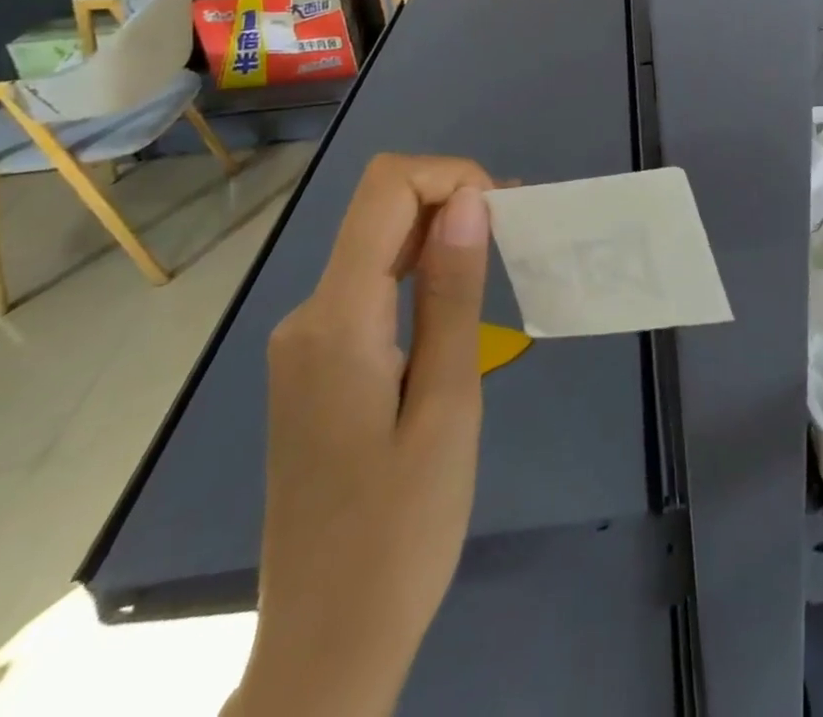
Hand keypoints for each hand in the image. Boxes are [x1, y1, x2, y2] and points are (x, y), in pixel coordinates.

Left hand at [228, 154, 495, 716]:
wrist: (324, 646)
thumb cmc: (401, 532)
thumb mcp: (447, 405)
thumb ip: (452, 294)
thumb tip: (466, 200)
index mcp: (335, 320)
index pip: (385, 190)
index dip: (450, 175)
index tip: (505, 212)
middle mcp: (307, 316)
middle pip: (378, 212)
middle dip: (451, 202)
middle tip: (518, 236)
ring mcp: (305, 342)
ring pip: (374, 247)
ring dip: (439, 237)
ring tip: (499, 263)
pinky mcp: (315, 366)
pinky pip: (368, 287)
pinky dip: (418, 273)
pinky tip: (456, 304)